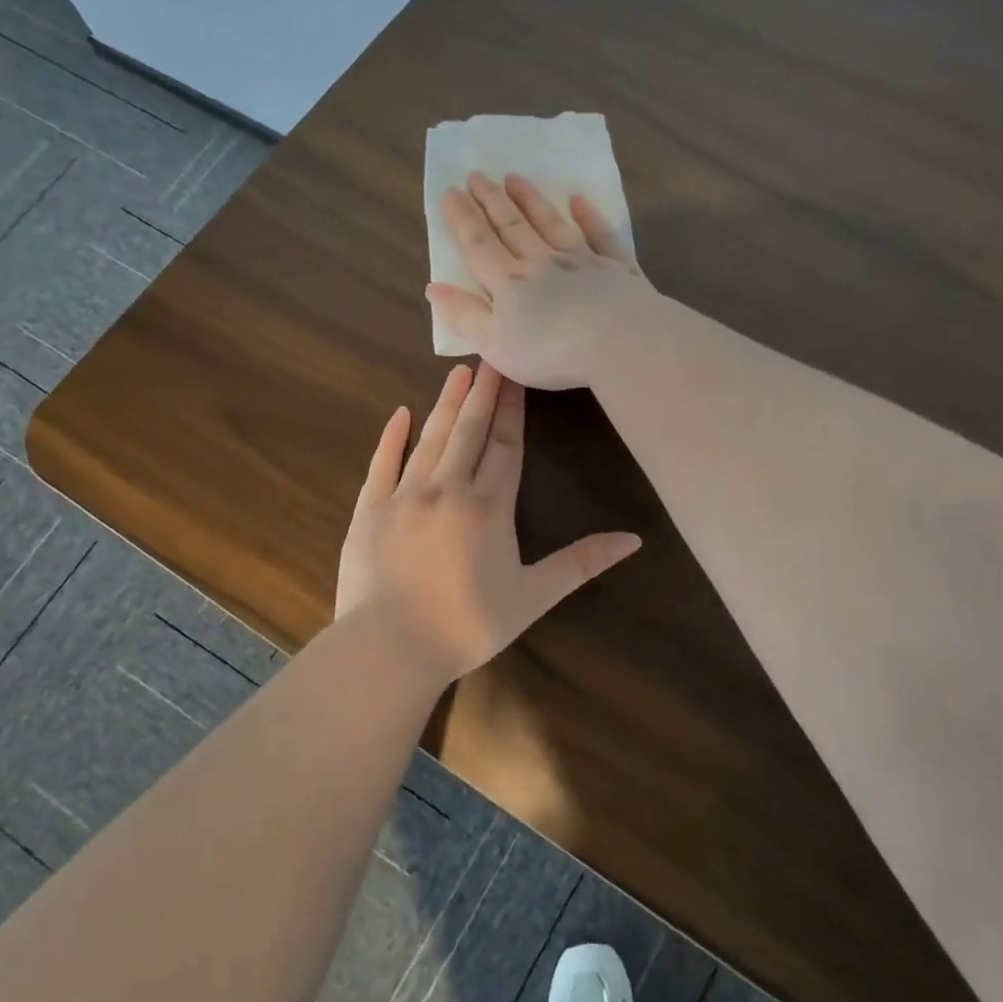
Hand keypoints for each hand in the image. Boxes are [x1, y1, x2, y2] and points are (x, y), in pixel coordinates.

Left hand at [334, 362, 640, 683]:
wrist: (390, 647)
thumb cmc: (467, 626)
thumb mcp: (532, 597)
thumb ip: (581, 563)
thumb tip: (634, 540)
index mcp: (488, 507)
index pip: (506, 446)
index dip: (513, 409)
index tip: (516, 374)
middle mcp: (447, 489)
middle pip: (469, 431)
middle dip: (483, 393)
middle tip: (489, 354)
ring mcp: (404, 496)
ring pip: (430, 439)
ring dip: (446, 404)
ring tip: (457, 372)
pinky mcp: (369, 510)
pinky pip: (382, 464)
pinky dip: (391, 438)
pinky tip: (400, 414)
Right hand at [427, 173, 653, 389]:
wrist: (619, 342)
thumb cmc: (550, 352)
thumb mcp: (495, 344)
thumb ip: (465, 315)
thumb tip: (433, 287)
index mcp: (510, 284)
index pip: (479, 246)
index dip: (462, 219)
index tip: (450, 192)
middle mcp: (543, 263)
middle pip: (512, 226)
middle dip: (491, 201)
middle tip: (477, 174)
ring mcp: (582, 261)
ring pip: (551, 223)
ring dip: (532, 200)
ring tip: (515, 178)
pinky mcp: (617, 268)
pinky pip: (601, 235)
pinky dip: (589, 216)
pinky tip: (580, 200)